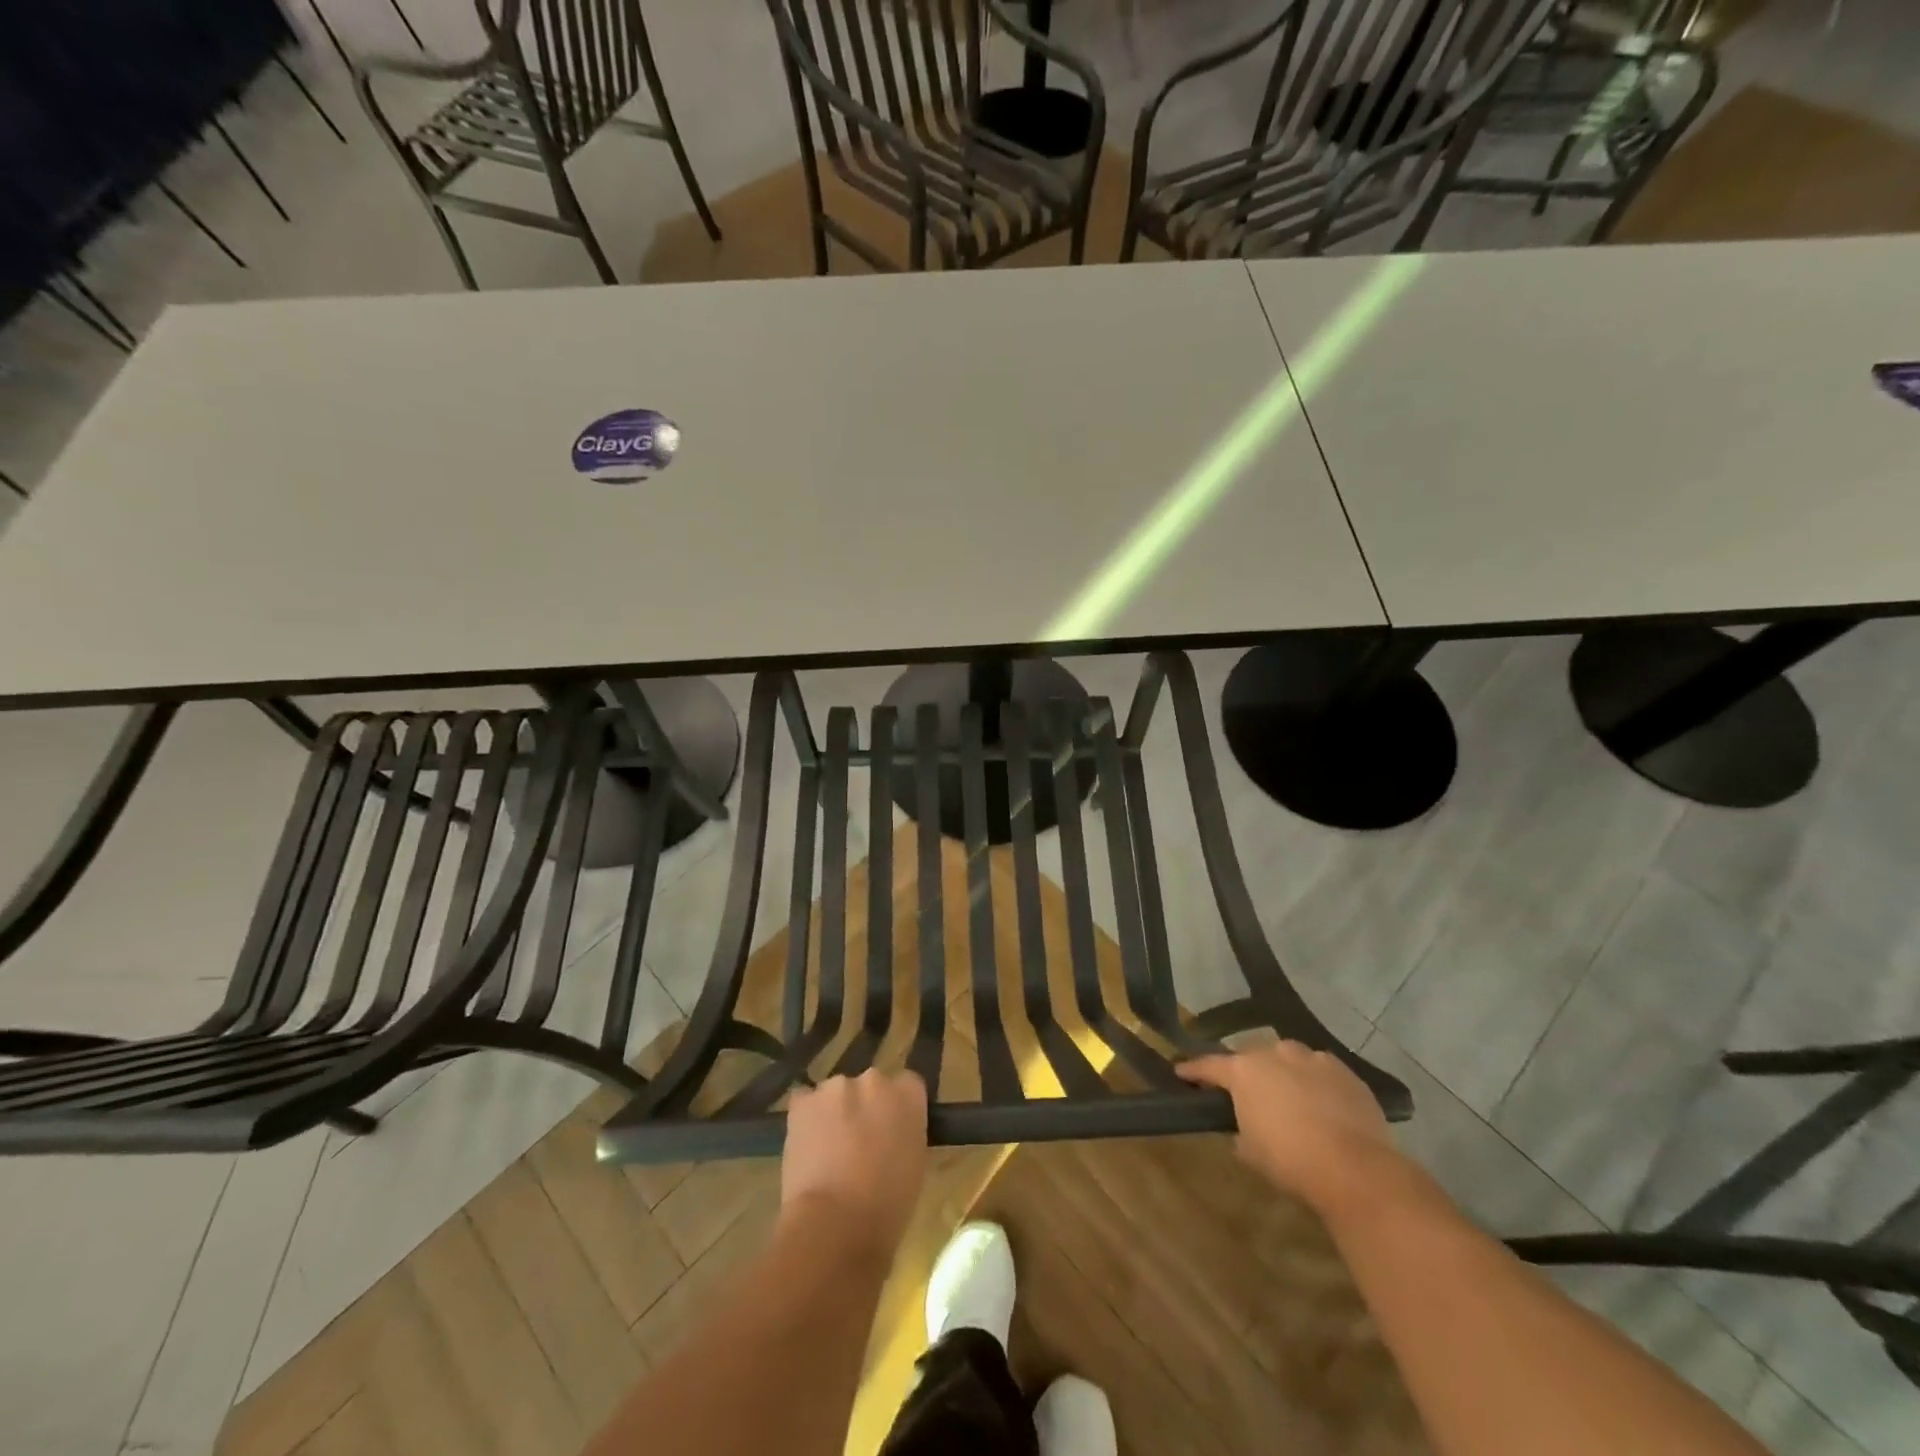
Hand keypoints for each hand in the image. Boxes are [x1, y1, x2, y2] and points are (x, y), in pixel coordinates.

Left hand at [780, 1069, 928, 1263]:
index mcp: (908, 1093)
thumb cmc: (887, 1206)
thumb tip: (893, 1132)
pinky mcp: (802, 1102)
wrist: (834, 1224)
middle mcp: (874, 1079)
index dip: (898, 1109)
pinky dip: (807, 1119)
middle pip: (870, 1086)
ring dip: (836, 1113)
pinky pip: (805, 1102)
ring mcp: (835, 1087)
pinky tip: (807, 1146)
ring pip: (837, 1095)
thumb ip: (906, 1133)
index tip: (892, 1131)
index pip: (907, 1086)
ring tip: (829, 1151)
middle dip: (866, 1108)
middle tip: (861, 1144)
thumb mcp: (915, 1165)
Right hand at [1178, 1040, 1407, 1221]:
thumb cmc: (1290, 1161)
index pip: (1209, 1065)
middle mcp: (1275, 1053)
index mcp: (1244, 1071)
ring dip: (1285, 1073)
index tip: (1181, 1072)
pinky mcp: (1346, 1072)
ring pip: (1290, 1059)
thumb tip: (1243, 1130)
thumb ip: (1240, 1131)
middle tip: (1248, 1093)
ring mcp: (1313, 1059)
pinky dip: (1316, 1084)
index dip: (1193, 1070)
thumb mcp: (1250, 1152)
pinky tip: (1323, 1105)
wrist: (1355, 1169)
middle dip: (1248, 1072)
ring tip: (1290, 1097)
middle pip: (1252, 1057)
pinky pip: (1321, 1072)